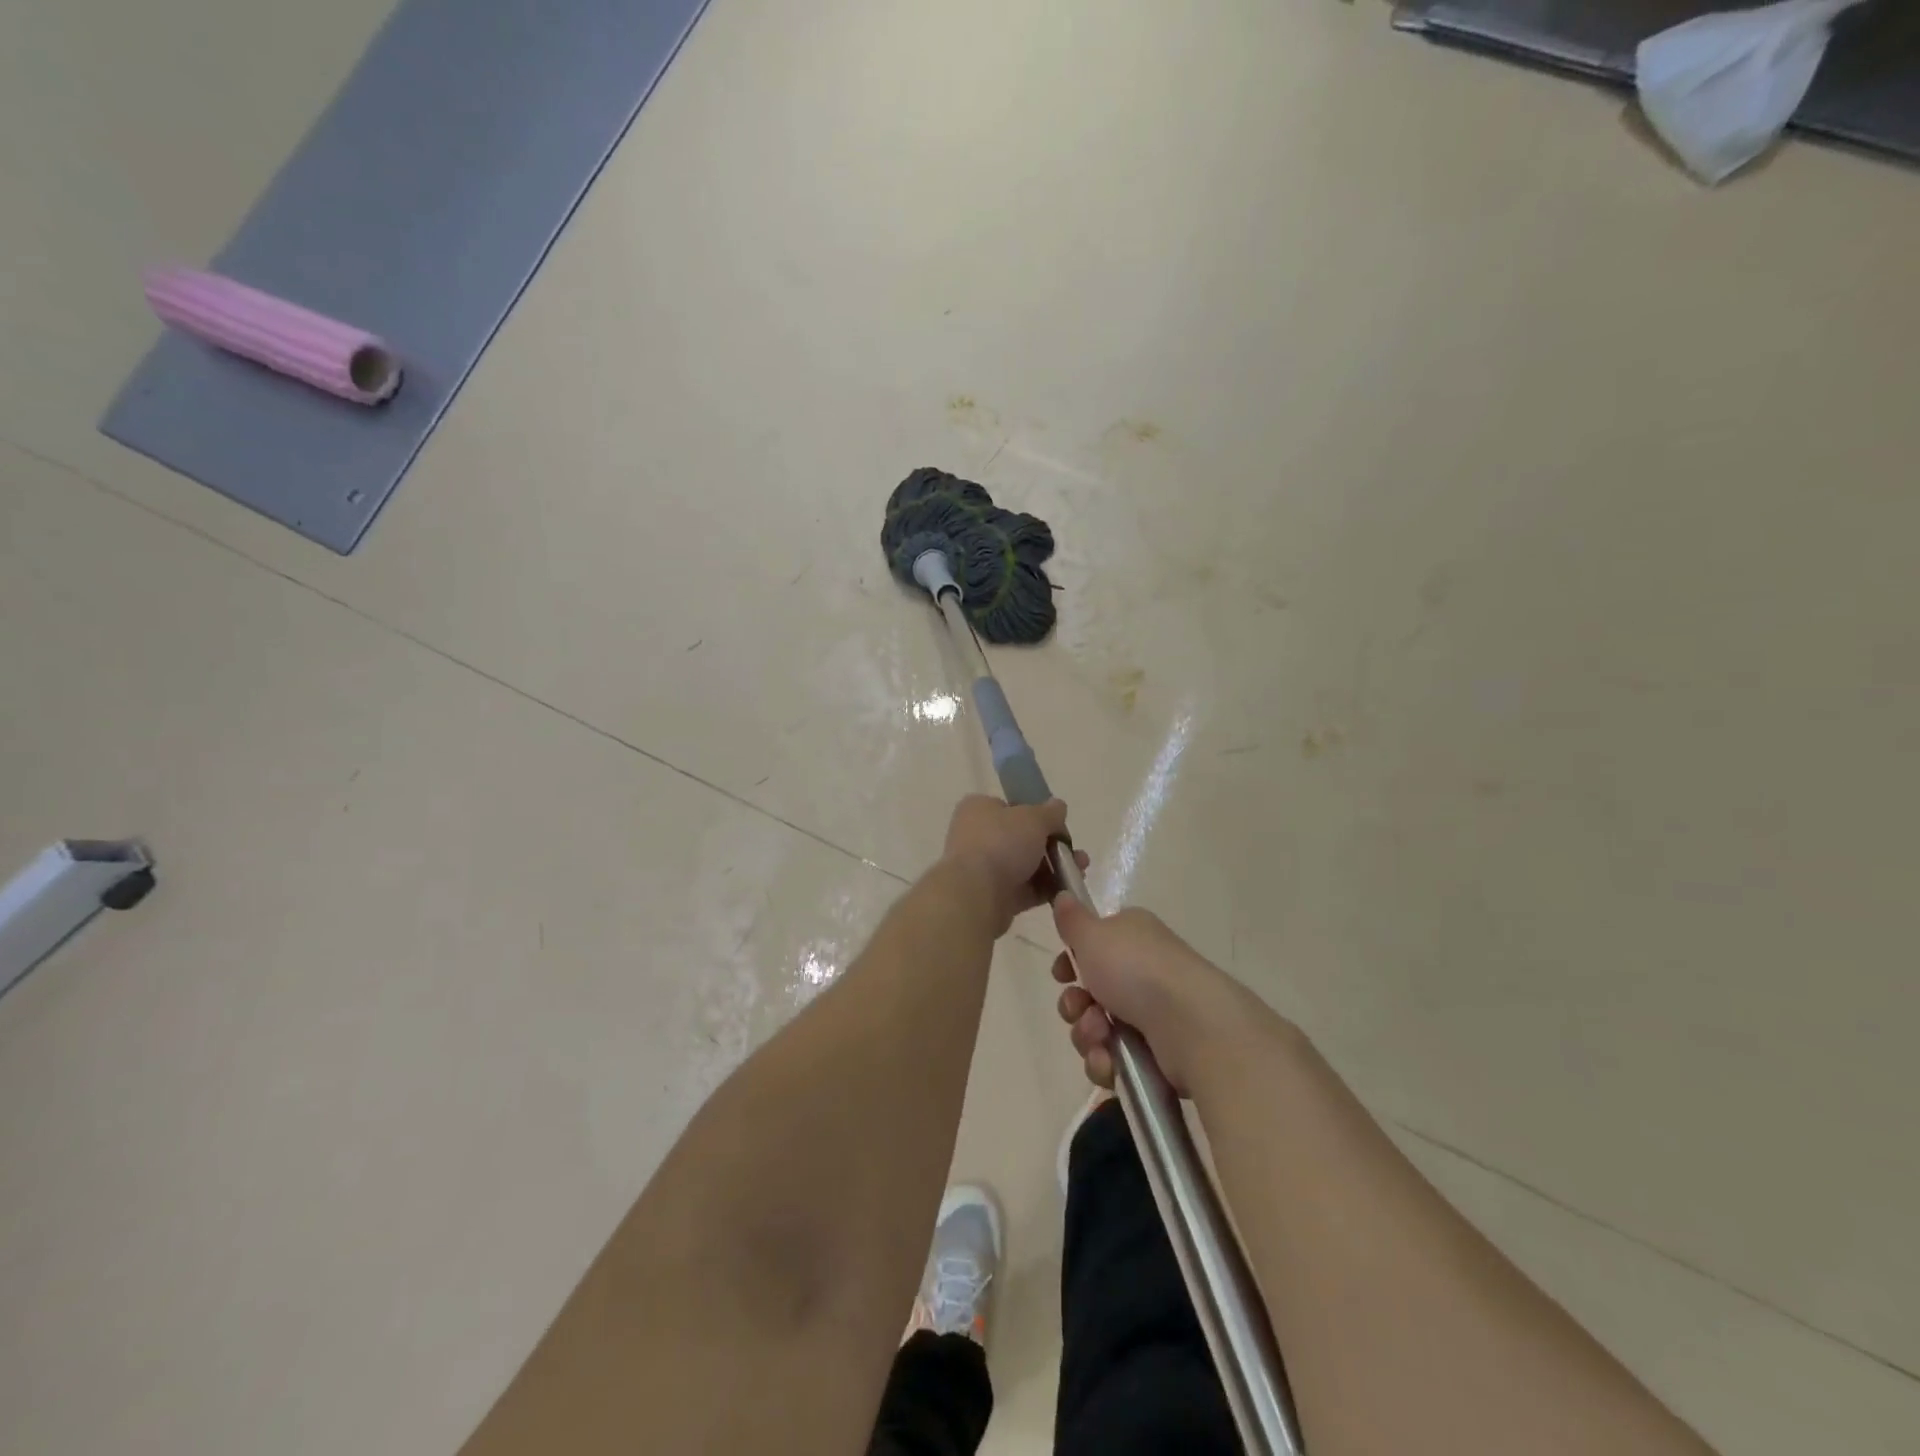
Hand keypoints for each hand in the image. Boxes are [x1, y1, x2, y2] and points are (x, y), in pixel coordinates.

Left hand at [940, 796, 1086, 935]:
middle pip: (1023, 838)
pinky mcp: (993, 897)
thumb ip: (1050, 812)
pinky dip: (1046, 890)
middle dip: (1054, 846)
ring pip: (1027, 865)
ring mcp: (984, 868)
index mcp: (979, 809)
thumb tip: (1058, 806)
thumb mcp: (1033, 818)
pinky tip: (1068, 891)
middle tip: (1077, 854)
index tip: (1059, 825)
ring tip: (1080, 872)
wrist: (976, 894)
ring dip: (1055, 868)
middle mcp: (977, 836)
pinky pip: (1025, 890)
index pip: (1011, 807)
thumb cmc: (1001, 843)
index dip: (1037, 815)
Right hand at [1050, 896, 1249, 1092]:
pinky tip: (1110, 1062)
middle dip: (1074, 1005)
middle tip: (1079, 1009)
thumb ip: (1072, 920)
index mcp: (1132, 936)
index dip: (1071, 963)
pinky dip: (1106, 1062)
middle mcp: (1142, 970)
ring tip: (1101, 1038)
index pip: (1092, 946)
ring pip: (1097, 1028)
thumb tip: (1063, 895)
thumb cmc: (1138, 970)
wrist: (1192, 1025)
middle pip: (1089, 991)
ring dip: (1087, 1035)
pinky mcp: (1157, 1052)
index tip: (1061, 974)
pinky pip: (1114, 1059)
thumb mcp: (1093, 935)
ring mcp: (1152, 1013)